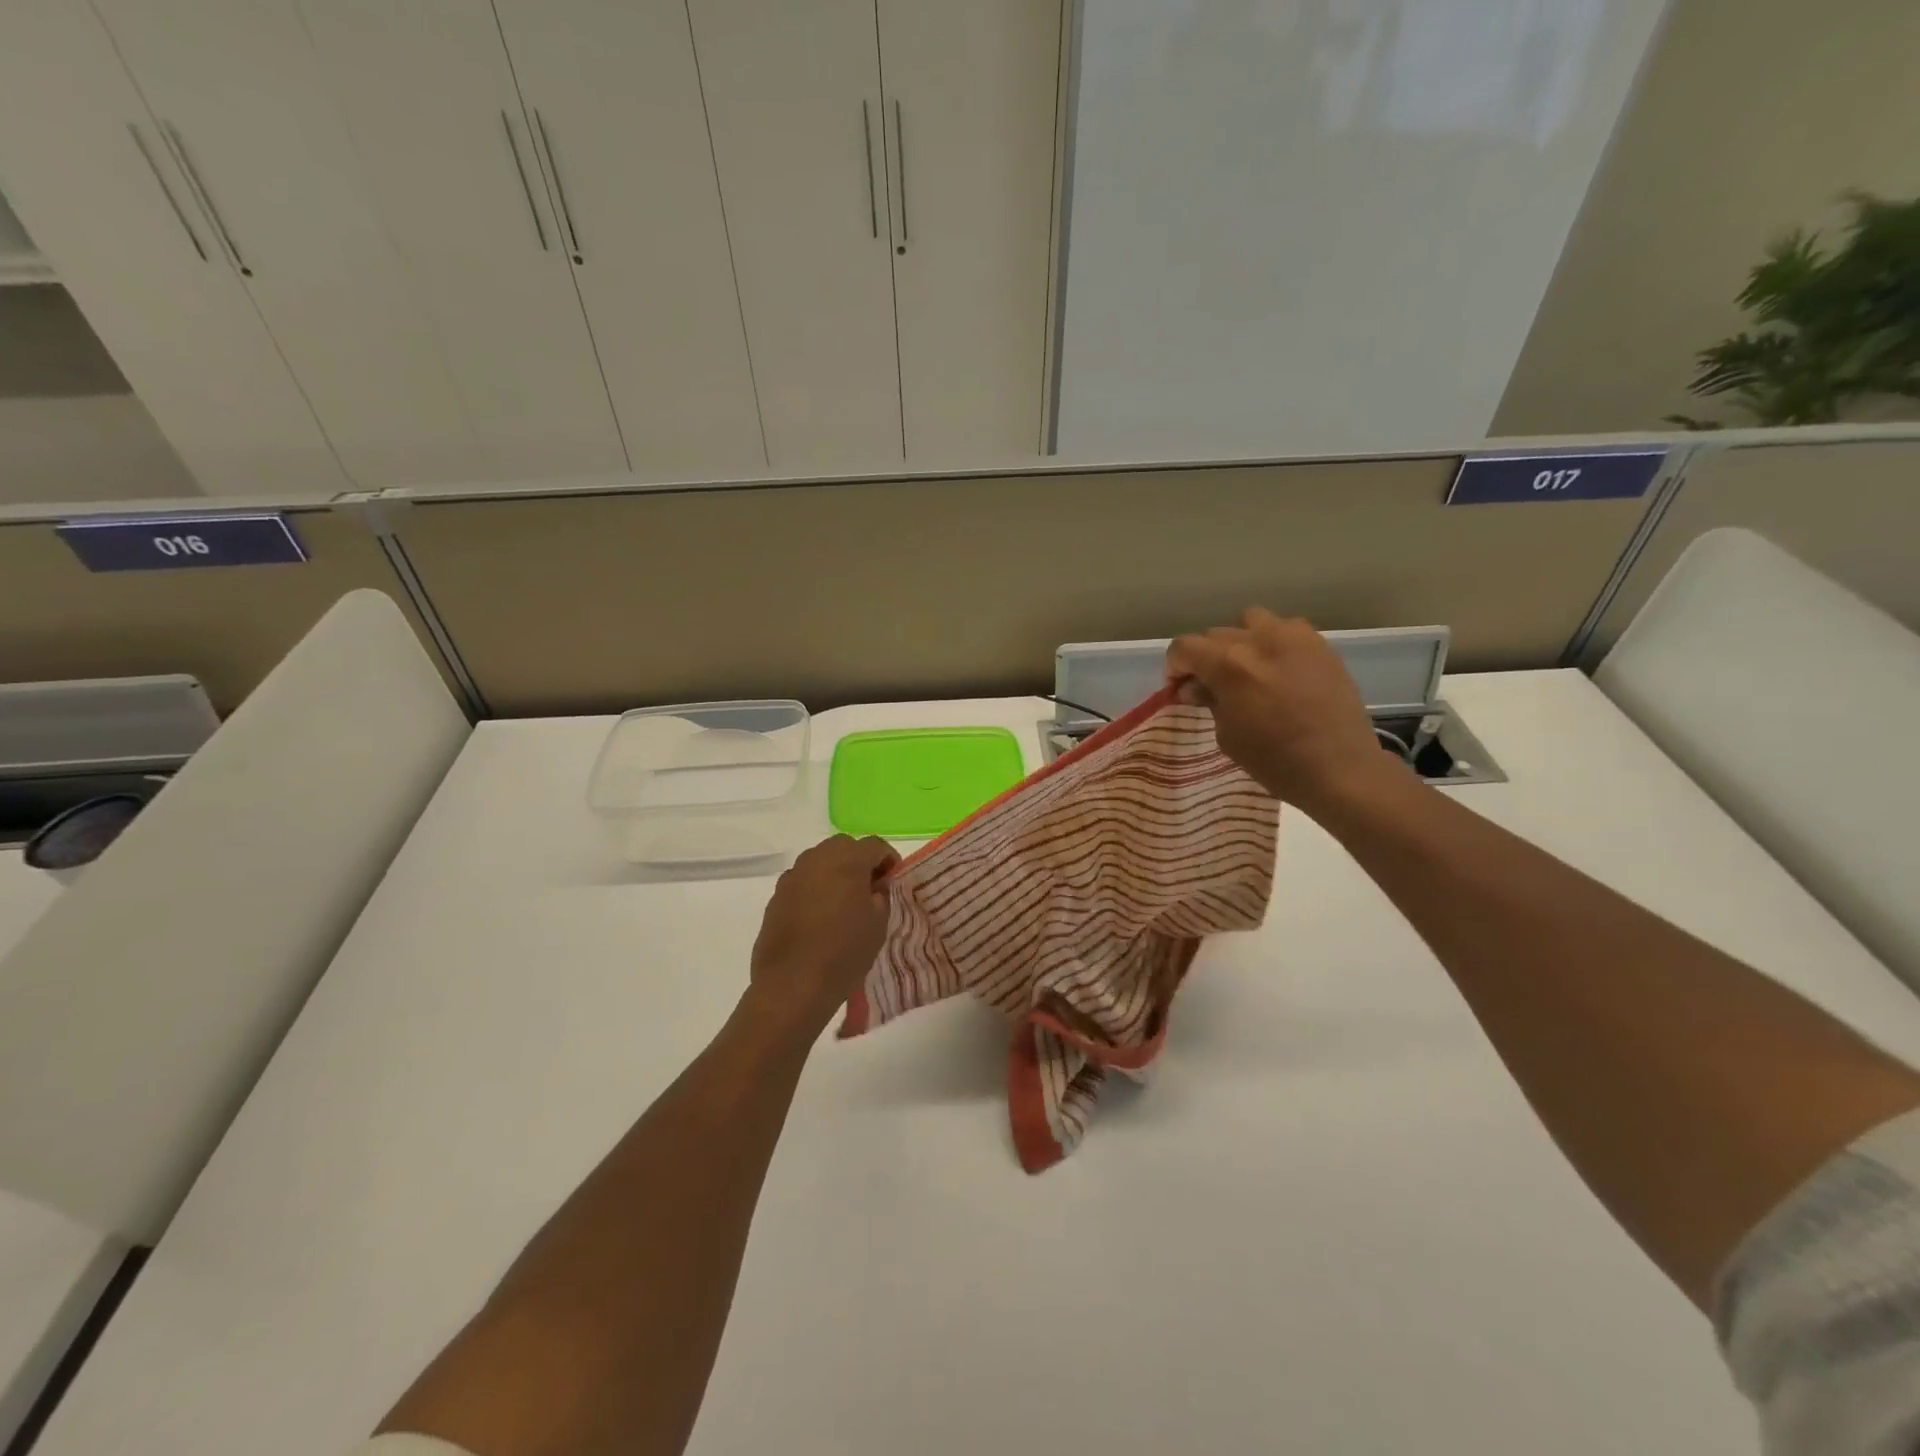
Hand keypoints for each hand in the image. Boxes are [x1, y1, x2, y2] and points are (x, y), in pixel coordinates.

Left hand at [747, 834, 898, 1032]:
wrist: (792, 984)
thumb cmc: (844, 953)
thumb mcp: (878, 924)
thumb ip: (880, 895)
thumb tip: (874, 885)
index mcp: (847, 861)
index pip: (874, 845)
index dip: (888, 859)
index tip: (893, 878)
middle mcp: (817, 860)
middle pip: (843, 845)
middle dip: (859, 859)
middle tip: (869, 886)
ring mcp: (793, 876)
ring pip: (819, 859)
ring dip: (834, 870)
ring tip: (843, 900)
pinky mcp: (776, 896)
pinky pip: (802, 880)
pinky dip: (814, 887)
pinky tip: (819, 914)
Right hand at [1166, 608, 1406, 816]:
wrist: (1339, 769)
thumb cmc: (1274, 761)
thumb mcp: (1227, 735)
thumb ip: (1209, 701)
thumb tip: (1195, 687)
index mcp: (1228, 665)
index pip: (1184, 647)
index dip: (1174, 667)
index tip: (1179, 689)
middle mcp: (1258, 641)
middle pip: (1215, 635)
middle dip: (1205, 657)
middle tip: (1210, 685)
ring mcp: (1294, 638)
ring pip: (1251, 621)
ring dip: (1240, 641)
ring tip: (1246, 668)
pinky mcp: (1320, 645)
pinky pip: (1286, 630)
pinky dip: (1273, 643)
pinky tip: (1278, 669)